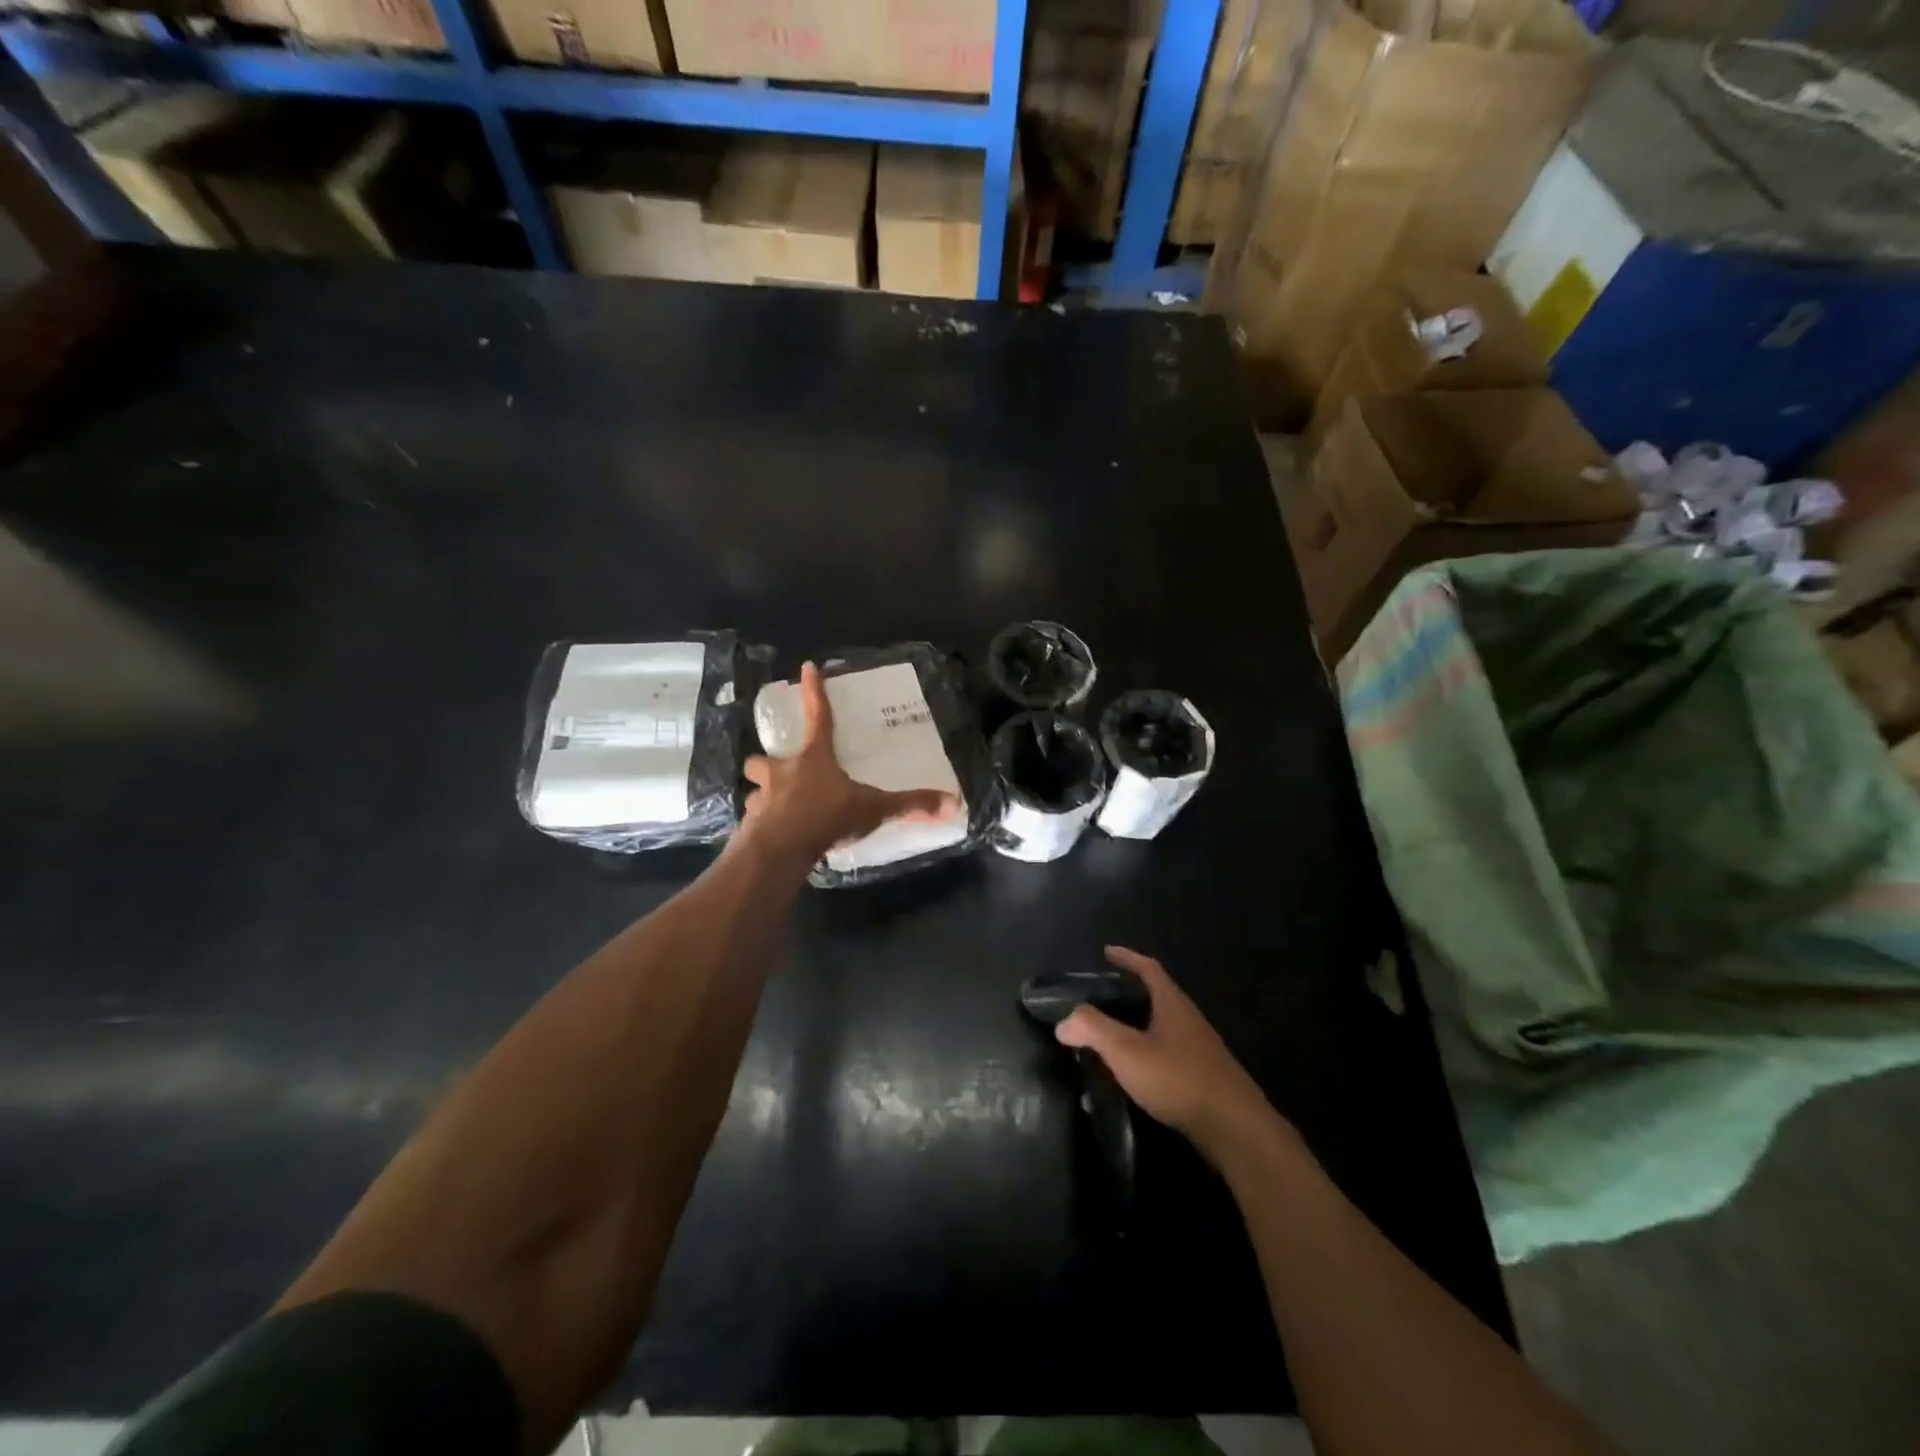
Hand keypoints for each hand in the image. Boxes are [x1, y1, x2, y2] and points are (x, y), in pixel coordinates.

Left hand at [742, 661, 960, 863]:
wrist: (782, 849)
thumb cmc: (827, 816)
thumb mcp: (873, 809)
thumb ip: (909, 805)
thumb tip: (953, 802)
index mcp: (813, 759)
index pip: (817, 716)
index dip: (813, 691)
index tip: (807, 667)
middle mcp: (781, 773)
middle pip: (762, 758)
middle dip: (766, 762)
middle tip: (777, 771)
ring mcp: (762, 799)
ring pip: (755, 790)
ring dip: (763, 795)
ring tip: (776, 807)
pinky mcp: (752, 826)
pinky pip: (755, 821)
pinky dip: (762, 826)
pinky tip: (773, 836)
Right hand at [1057, 947, 1293, 1164]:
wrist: (1235, 1128)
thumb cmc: (1178, 1078)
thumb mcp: (1127, 1051)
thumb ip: (1093, 1029)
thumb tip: (1063, 1021)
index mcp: (1172, 1003)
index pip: (1148, 968)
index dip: (1127, 957)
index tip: (1107, 952)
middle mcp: (1189, 1019)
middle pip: (1157, 995)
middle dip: (1129, 992)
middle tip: (1100, 996)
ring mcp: (1200, 1048)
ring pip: (1163, 1025)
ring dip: (1139, 1024)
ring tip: (1112, 1034)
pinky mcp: (1204, 1076)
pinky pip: (1170, 1050)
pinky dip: (1149, 1050)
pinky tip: (1136, 1071)